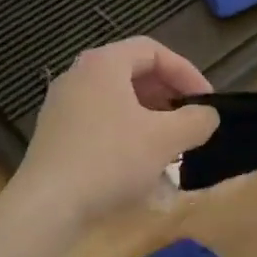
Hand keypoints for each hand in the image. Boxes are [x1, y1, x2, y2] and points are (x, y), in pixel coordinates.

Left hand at [15, 38, 219, 225]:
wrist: (48, 205)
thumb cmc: (111, 160)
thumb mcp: (165, 139)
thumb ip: (196, 121)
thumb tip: (208, 115)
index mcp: (103, 64)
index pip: (153, 51)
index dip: (186, 72)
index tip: (206, 101)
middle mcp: (78, 76)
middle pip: (133, 73)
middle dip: (168, 96)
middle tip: (190, 120)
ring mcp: (62, 107)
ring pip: (117, 101)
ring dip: (149, 118)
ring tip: (170, 144)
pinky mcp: (56, 136)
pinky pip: (100, 124)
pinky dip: (126, 135)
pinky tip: (140, 166)